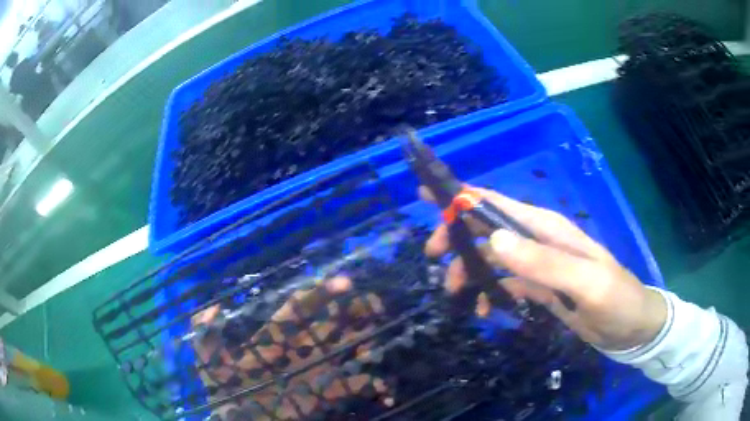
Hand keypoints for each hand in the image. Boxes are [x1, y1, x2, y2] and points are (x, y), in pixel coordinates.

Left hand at [191, 276, 389, 419]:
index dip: (320, 293)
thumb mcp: (209, 364)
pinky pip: (358, 385)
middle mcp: (301, 349)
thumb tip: (213, 307)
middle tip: (376, 305)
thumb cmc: (226, 394)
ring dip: (366, 342)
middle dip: (355, 310)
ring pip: (349, 348)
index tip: (344, 283)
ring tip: (375, 343)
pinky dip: (376, 387)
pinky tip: (387, 393)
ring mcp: (317, 371)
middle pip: (332, 322)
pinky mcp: (328, 393)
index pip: (300, 308)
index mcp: (274, 339)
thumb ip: (206, 336)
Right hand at [422, 185, 667, 350]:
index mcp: (547, 229)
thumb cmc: (616, 300)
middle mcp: (539, 241)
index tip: (427, 197)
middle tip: (433, 256)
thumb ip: (544, 262)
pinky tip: (486, 311)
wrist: (631, 326)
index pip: (498, 204)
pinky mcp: (540, 287)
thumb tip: (494, 241)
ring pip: (493, 259)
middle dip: (458, 237)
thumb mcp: (586, 283)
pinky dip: (490, 294)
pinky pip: (506, 284)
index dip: (463, 197)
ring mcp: (539, 266)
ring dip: (469, 271)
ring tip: (455, 294)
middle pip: (488, 229)